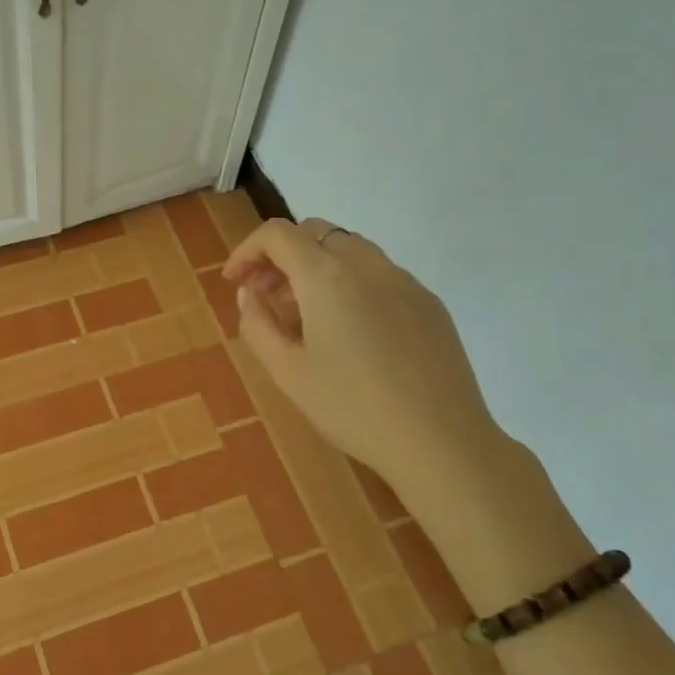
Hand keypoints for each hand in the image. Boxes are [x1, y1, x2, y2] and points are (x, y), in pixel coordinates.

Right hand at [222, 218, 506, 501]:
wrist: (440, 441)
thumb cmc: (352, 408)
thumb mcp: (287, 372)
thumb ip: (257, 324)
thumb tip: (248, 293)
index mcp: (326, 276)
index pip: (277, 234)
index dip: (247, 250)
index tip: (235, 281)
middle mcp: (366, 264)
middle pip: (314, 232)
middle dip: (281, 255)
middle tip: (266, 295)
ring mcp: (403, 280)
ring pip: (349, 248)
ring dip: (316, 265)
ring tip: (304, 313)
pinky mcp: (429, 301)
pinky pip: (379, 273)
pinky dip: (350, 282)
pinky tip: (350, 329)